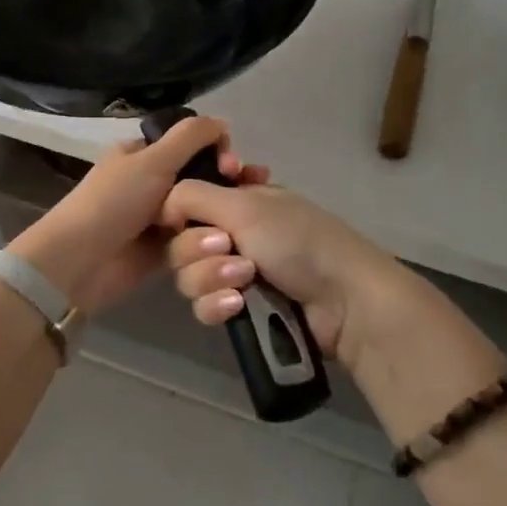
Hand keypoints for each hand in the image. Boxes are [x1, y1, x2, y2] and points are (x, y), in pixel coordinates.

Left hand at [8, 118, 268, 313]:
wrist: (81, 262)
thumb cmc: (114, 202)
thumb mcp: (151, 160)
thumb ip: (190, 137)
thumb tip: (223, 121)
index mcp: (141, 154)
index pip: (189, 143)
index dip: (216, 150)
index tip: (233, 165)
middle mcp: (149, 182)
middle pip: (199, 177)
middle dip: (227, 182)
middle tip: (252, 188)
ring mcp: (156, 219)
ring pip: (200, 210)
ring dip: (222, 212)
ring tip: (248, 217)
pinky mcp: (163, 251)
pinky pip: (194, 240)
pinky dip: (211, 239)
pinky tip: (235, 239)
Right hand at [160, 180, 403, 370]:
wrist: (344, 301)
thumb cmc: (297, 240)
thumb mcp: (245, 204)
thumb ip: (193, 195)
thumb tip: (162, 203)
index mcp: (238, 200)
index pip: (186, 202)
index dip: (181, 213)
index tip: (185, 218)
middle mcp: (233, 233)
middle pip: (181, 242)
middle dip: (199, 250)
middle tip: (229, 249)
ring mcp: (237, 273)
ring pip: (189, 277)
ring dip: (211, 278)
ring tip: (246, 281)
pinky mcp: (241, 310)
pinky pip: (205, 307)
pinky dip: (217, 305)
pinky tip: (238, 306)